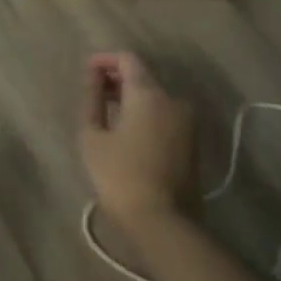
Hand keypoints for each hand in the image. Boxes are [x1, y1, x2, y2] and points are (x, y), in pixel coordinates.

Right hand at [80, 52, 199, 222]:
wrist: (163, 221)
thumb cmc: (120, 176)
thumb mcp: (93, 137)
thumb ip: (92, 100)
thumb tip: (93, 75)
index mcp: (149, 93)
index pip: (128, 59)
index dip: (106, 60)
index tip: (87, 71)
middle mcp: (173, 100)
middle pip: (144, 77)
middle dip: (119, 80)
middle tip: (94, 93)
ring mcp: (187, 121)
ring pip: (156, 98)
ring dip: (133, 99)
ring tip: (108, 114)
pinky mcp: (192, 142)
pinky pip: (165, 116)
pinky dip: (146, 115)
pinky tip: (128, 132)